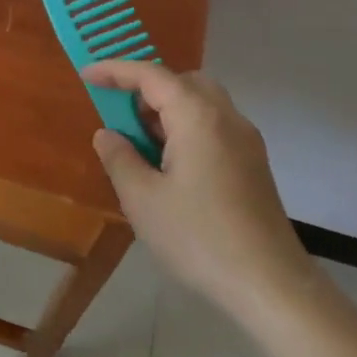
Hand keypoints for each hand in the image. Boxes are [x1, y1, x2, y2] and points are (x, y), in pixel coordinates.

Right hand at [81, 60, 312, 309]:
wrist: (270, 285)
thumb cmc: (199, 237)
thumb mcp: (143, 199)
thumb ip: (119, 158)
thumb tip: (108, 135)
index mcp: (198, 118)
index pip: (152, 76)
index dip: (116, 70)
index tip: (86, 75)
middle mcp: (227, 119)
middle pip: (183, 82)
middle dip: (147, 88)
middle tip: (120, 113)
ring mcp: (246, 142)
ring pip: (202, 104)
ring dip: (167, 110)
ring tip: (139, 142)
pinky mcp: (253, 166)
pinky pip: (213, 127)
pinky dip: (185, 128)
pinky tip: (168, 165)